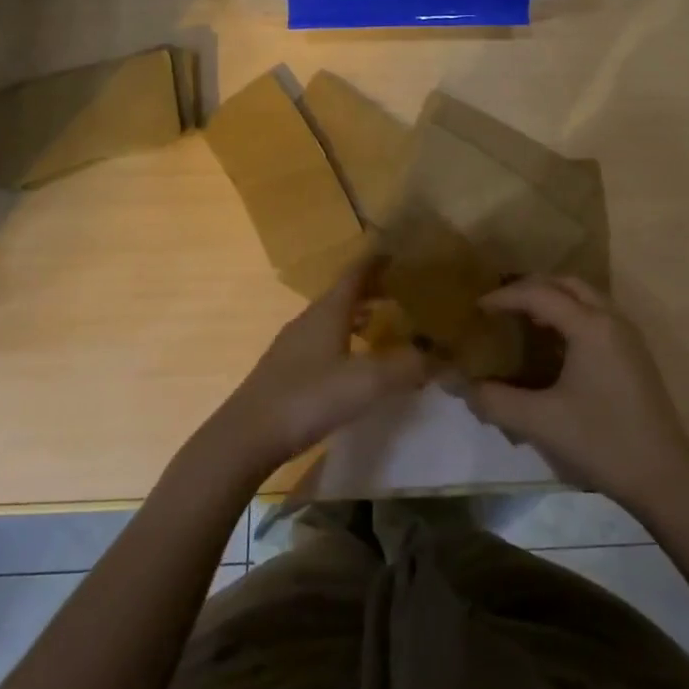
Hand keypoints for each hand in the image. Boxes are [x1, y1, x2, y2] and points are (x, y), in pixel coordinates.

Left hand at [208, 257, 426, 478]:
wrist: (247, 436)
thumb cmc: (309, 398)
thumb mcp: (366, 383)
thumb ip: (407, 366)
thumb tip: (441, 356)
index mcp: (328, 311)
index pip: (355, 274)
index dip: (376, 261)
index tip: (398, 252)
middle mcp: (309, 320)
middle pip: (344, 295)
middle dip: (372, 290)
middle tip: (402, 291)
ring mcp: (293, 345)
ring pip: (332, 320)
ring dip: (358, 317)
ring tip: (384, 325)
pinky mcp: (285, 371)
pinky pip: (323, 343)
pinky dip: (345, 341)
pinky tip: (354, 364)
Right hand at [461, 276, 688, 511]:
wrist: (665, 478)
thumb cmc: (601, 442)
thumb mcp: (540, 422)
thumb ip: (494, 400)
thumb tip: (459, 386)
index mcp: (590, 326)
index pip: (539, 294)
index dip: (504, 297)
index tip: (476, 309)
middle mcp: (611, 320)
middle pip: (566, 284)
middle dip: (530, 287)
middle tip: (500, 305)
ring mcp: (627, 336)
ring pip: (585, 297)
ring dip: (553, 299)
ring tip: (522, 320)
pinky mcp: (634, 355)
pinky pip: (596, 315)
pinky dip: (570, 315)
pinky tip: (553, 345)